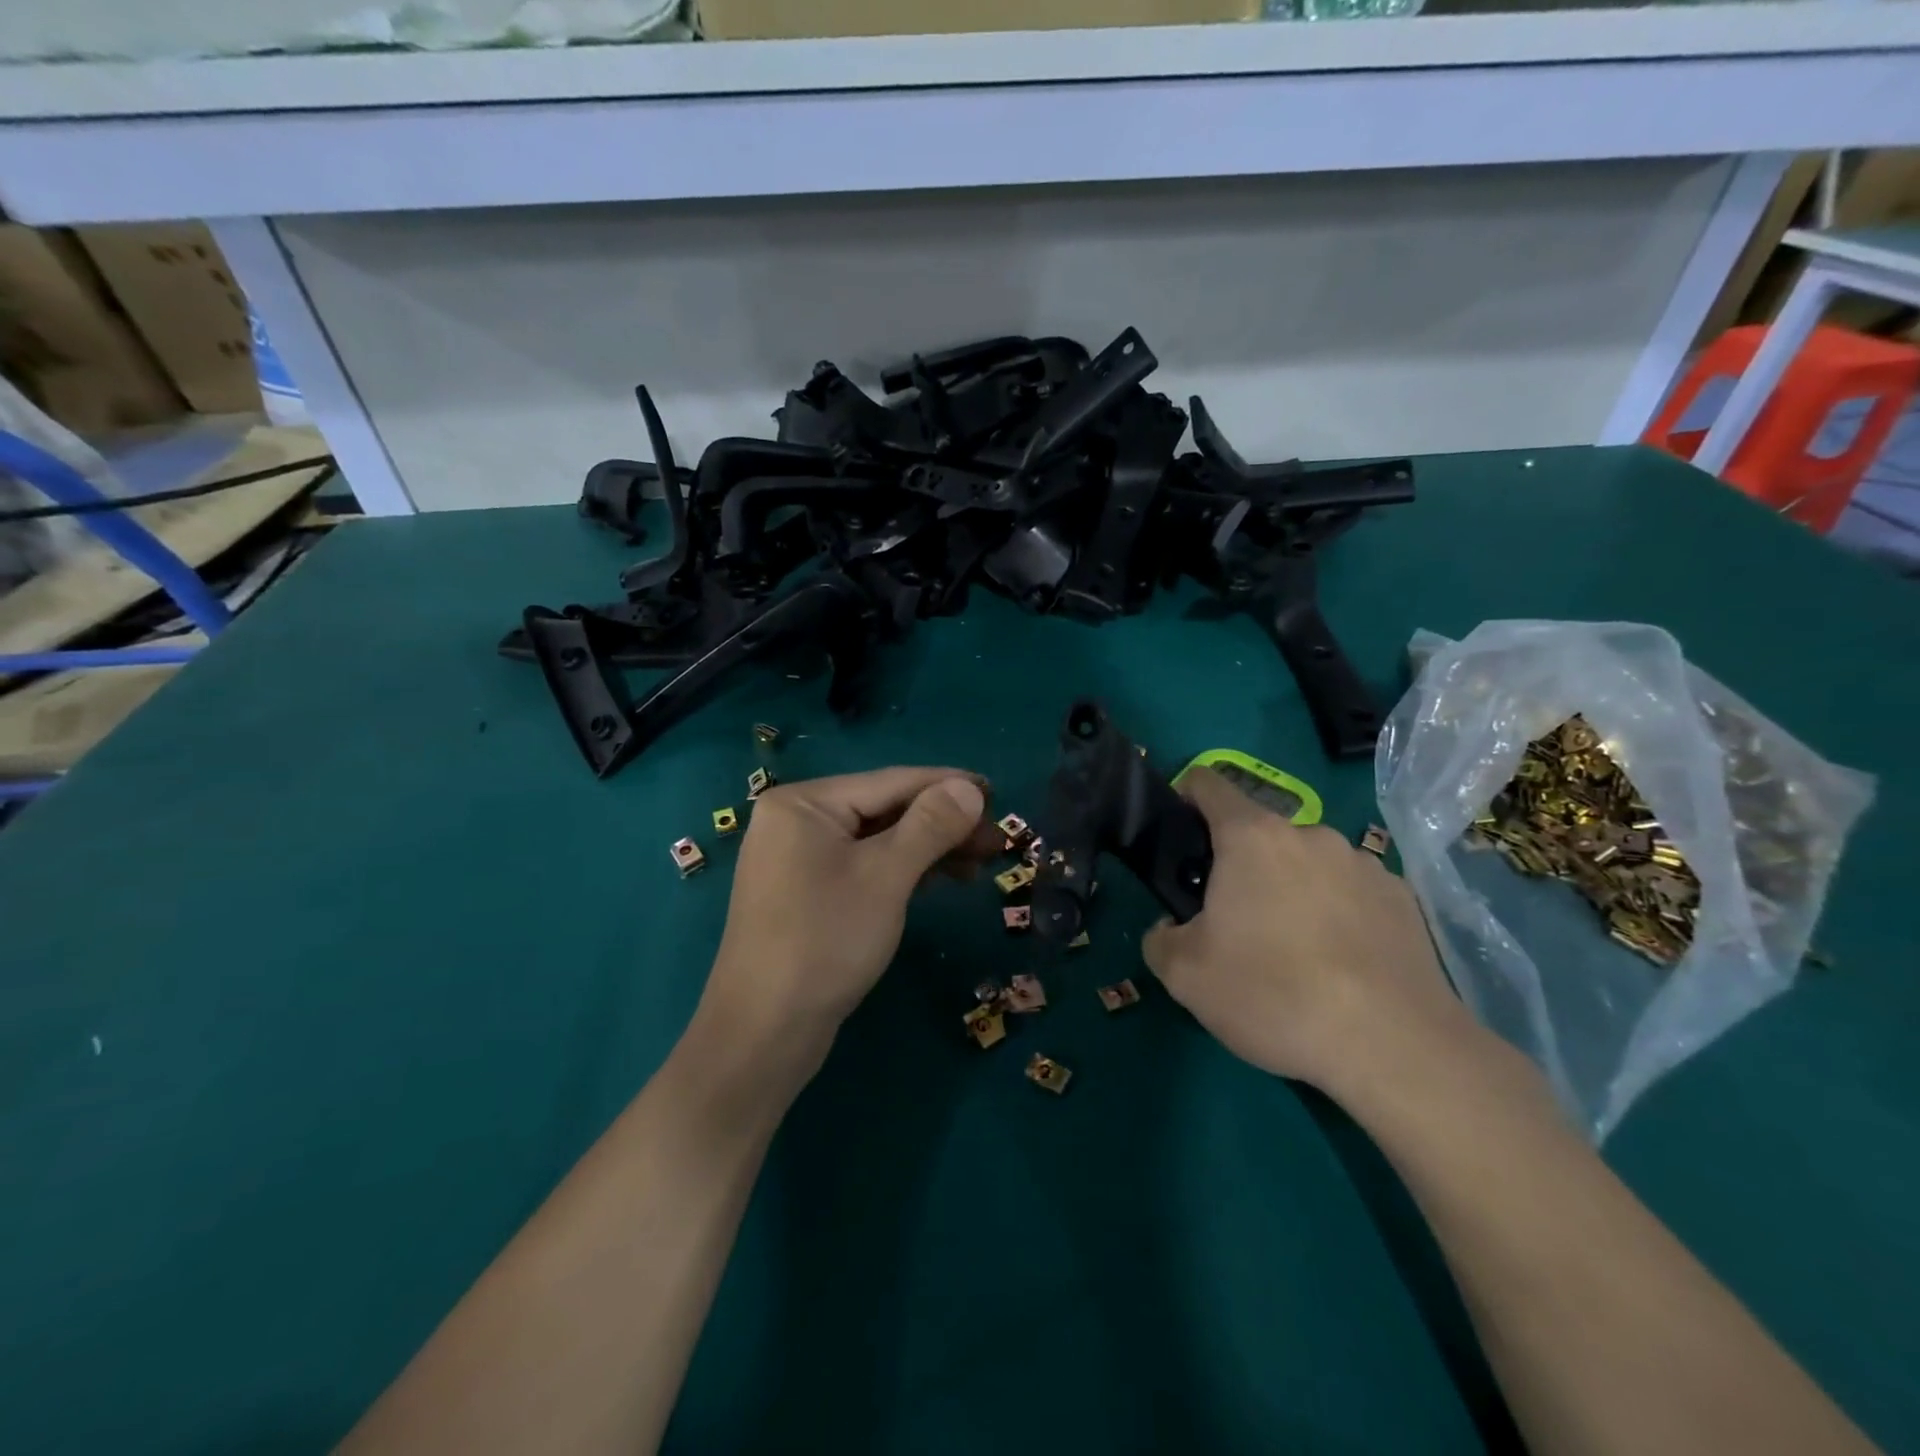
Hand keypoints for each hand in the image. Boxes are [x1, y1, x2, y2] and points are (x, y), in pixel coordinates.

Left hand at [696, 766, 998, 1074]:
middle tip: (997, 838)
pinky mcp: (809, 893)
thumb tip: (970, 787)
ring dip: (930, 848)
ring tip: (982, 861)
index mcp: (803, 803)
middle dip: (943, 823)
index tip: (997, 791)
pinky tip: (943, 878)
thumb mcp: (886, 876)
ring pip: (879, 841)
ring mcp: (800, 859)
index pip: (890, 782)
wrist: (764, 1033)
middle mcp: (797, 821)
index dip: (948, 785)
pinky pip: (865, 866)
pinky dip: (904, 870)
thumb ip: (930, 825)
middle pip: (885, 809)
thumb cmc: (825, 941)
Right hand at [1141, 767, 1475, 1095]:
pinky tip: (1340, 966)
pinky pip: (1351, 892)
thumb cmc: (1274, 994)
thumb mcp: (1184, 976)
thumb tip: (1172, 928)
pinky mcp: (1403, 899)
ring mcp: (1364, 863)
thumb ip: (1160, 938)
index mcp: (1252, 837)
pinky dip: (1336, 914)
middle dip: (1239, 867)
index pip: (1207, 784)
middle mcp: (1310, 834)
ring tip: (1294, 953)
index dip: (1184, 798)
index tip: (1178, 839)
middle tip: (1234, 925)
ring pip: (1307, 864)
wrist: (1394, 1047)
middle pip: (1258, 833)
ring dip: (1291, 890)